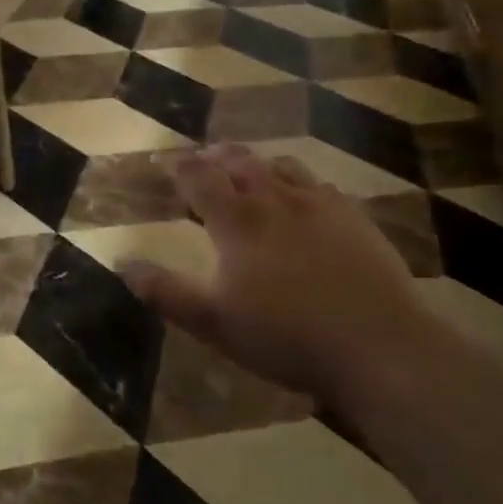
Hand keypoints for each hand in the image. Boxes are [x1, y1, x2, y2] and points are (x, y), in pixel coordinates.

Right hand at [122, 146, 431, 399]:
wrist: (379, 347)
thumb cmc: (286, 337)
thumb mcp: (214, 323)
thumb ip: (166, 292)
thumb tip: (122, 263)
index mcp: (237, 221)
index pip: (199, 177)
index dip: (178, 165)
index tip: (164, 161)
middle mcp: (275, 199)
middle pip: (239, 162)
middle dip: (215, 156)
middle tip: (203, 158)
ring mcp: (320, 205)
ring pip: (281, 166)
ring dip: (257, 163)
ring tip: (248, 169)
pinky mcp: (355, 218)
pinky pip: (321, 185)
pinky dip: (299, 182)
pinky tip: (304, 197)